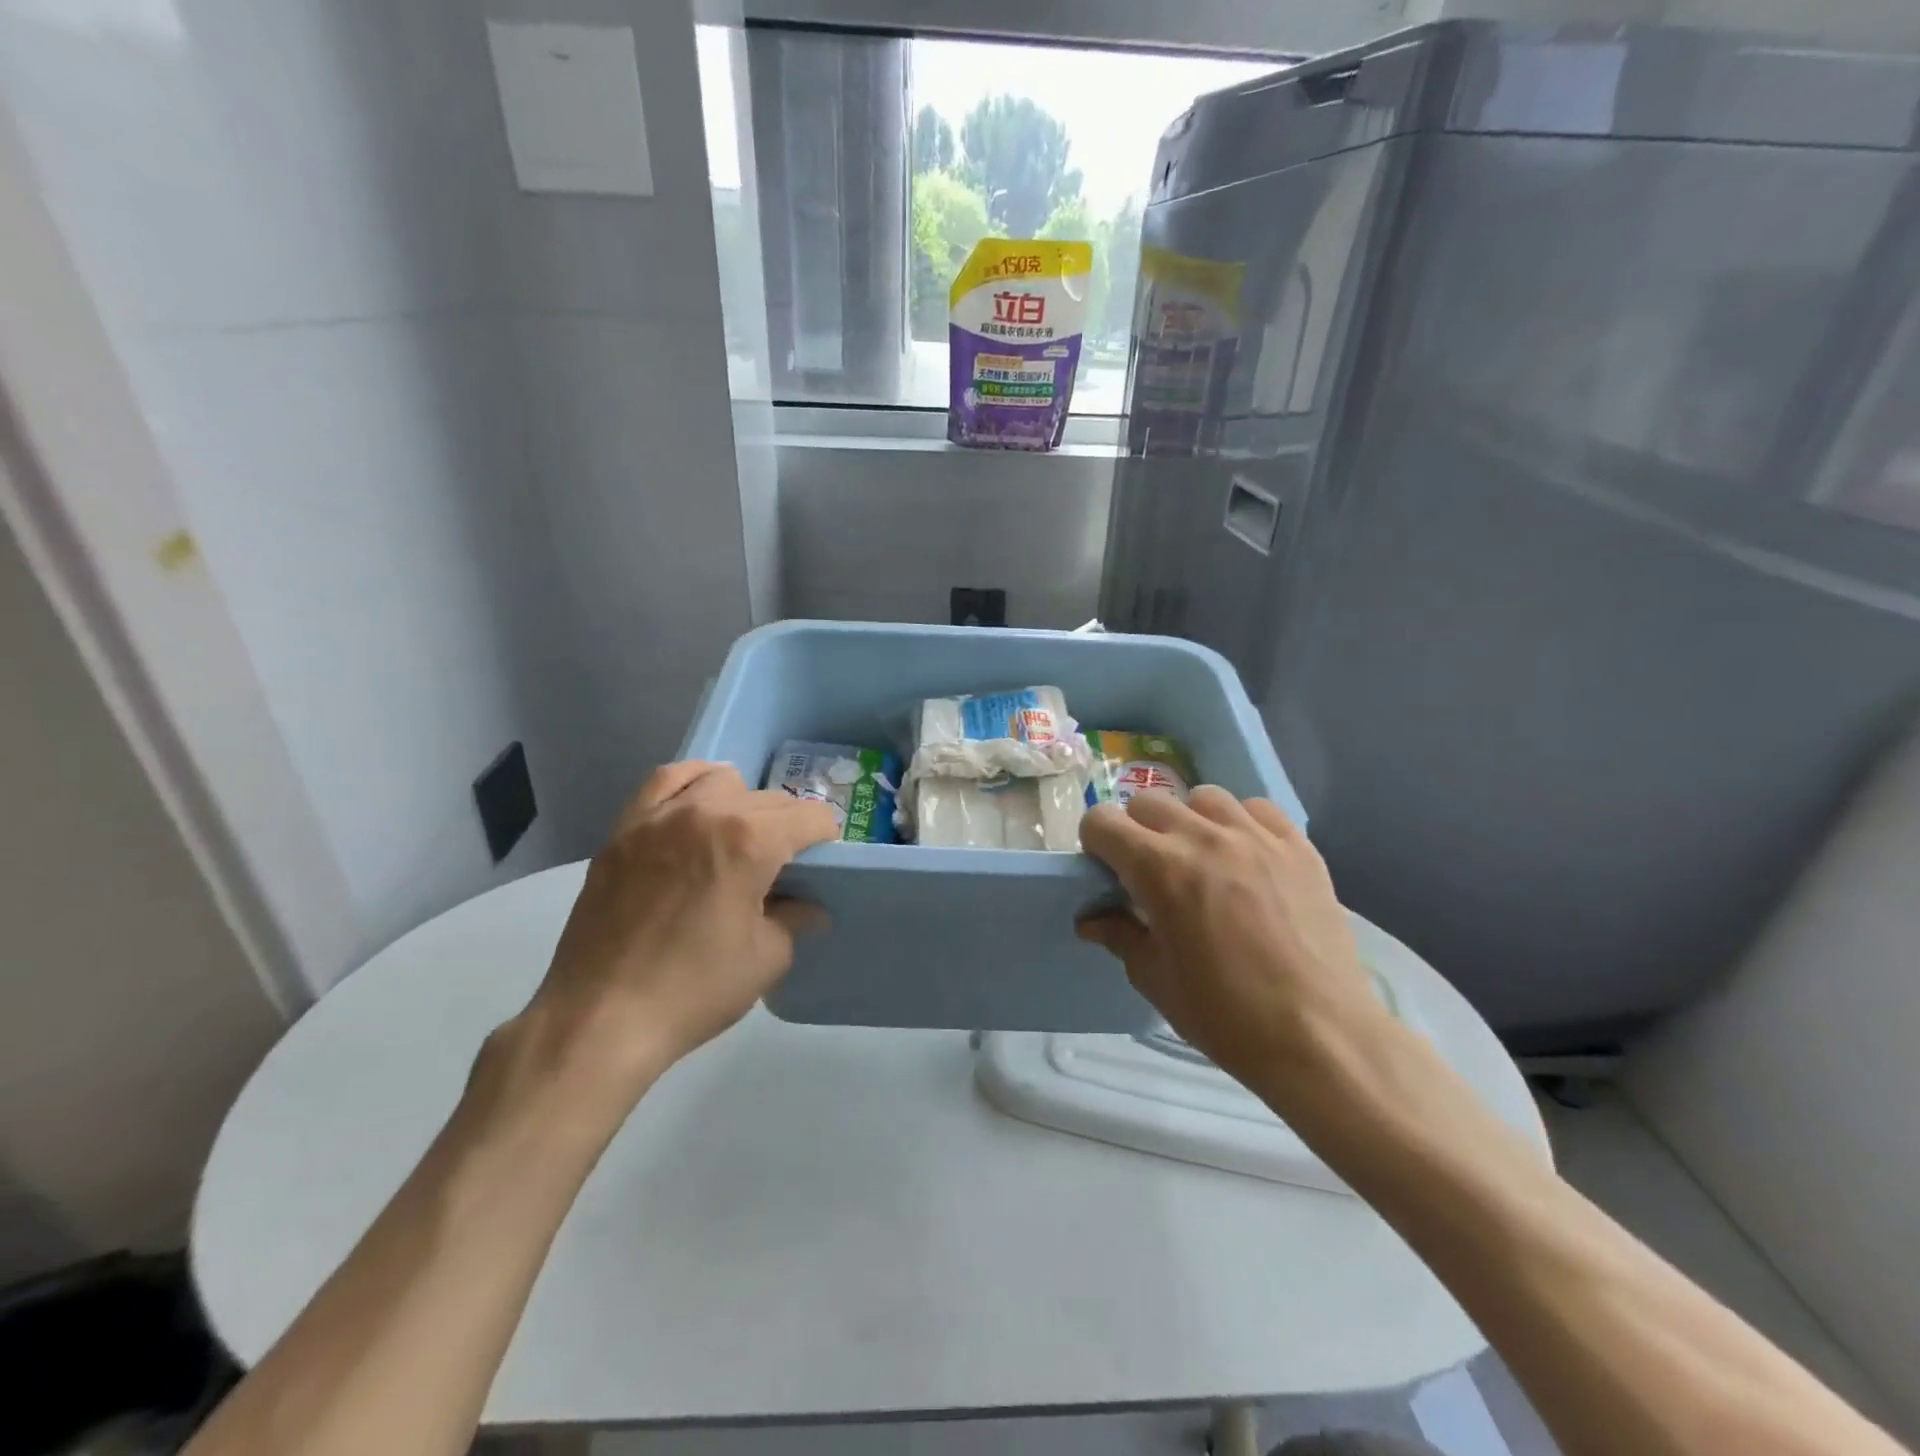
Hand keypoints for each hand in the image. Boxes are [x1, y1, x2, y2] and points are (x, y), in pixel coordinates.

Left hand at [512, 762, 838, 1097]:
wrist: (600, 1018)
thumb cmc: (694, 990)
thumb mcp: (766, 959)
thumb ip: (794, 919)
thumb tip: (808, 906)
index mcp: (751, 841)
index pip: (809, 816)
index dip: (824, 838)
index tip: (821, 864)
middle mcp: (707, 812)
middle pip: (769, 799)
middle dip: (787, 826)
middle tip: (782, 867)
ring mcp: (660, 817)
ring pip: (720, 781)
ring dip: (741, 803)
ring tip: (736, 839)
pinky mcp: (624, 830)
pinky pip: (664, 782)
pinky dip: (690, 785)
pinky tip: (694, 810)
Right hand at [1077, 787, 1388, 1101]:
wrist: (1320, 1038)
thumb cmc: (1225, 1015)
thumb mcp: (1155, 980)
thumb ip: (1119, 936)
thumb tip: (1091, 920)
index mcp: (1159, 869)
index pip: (1102, 822)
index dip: (1095, 844)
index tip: (1107, 871)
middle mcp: (1203, 837)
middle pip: (1148, 802)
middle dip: (1137, 830)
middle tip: (1150, 871)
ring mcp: (1256, 837)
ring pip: (1204, 797)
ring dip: (1190, 821)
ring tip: (1202, 858)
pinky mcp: (1298, 846)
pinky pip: (1257, 809)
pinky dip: (1241, 823)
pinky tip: (1247, 857)